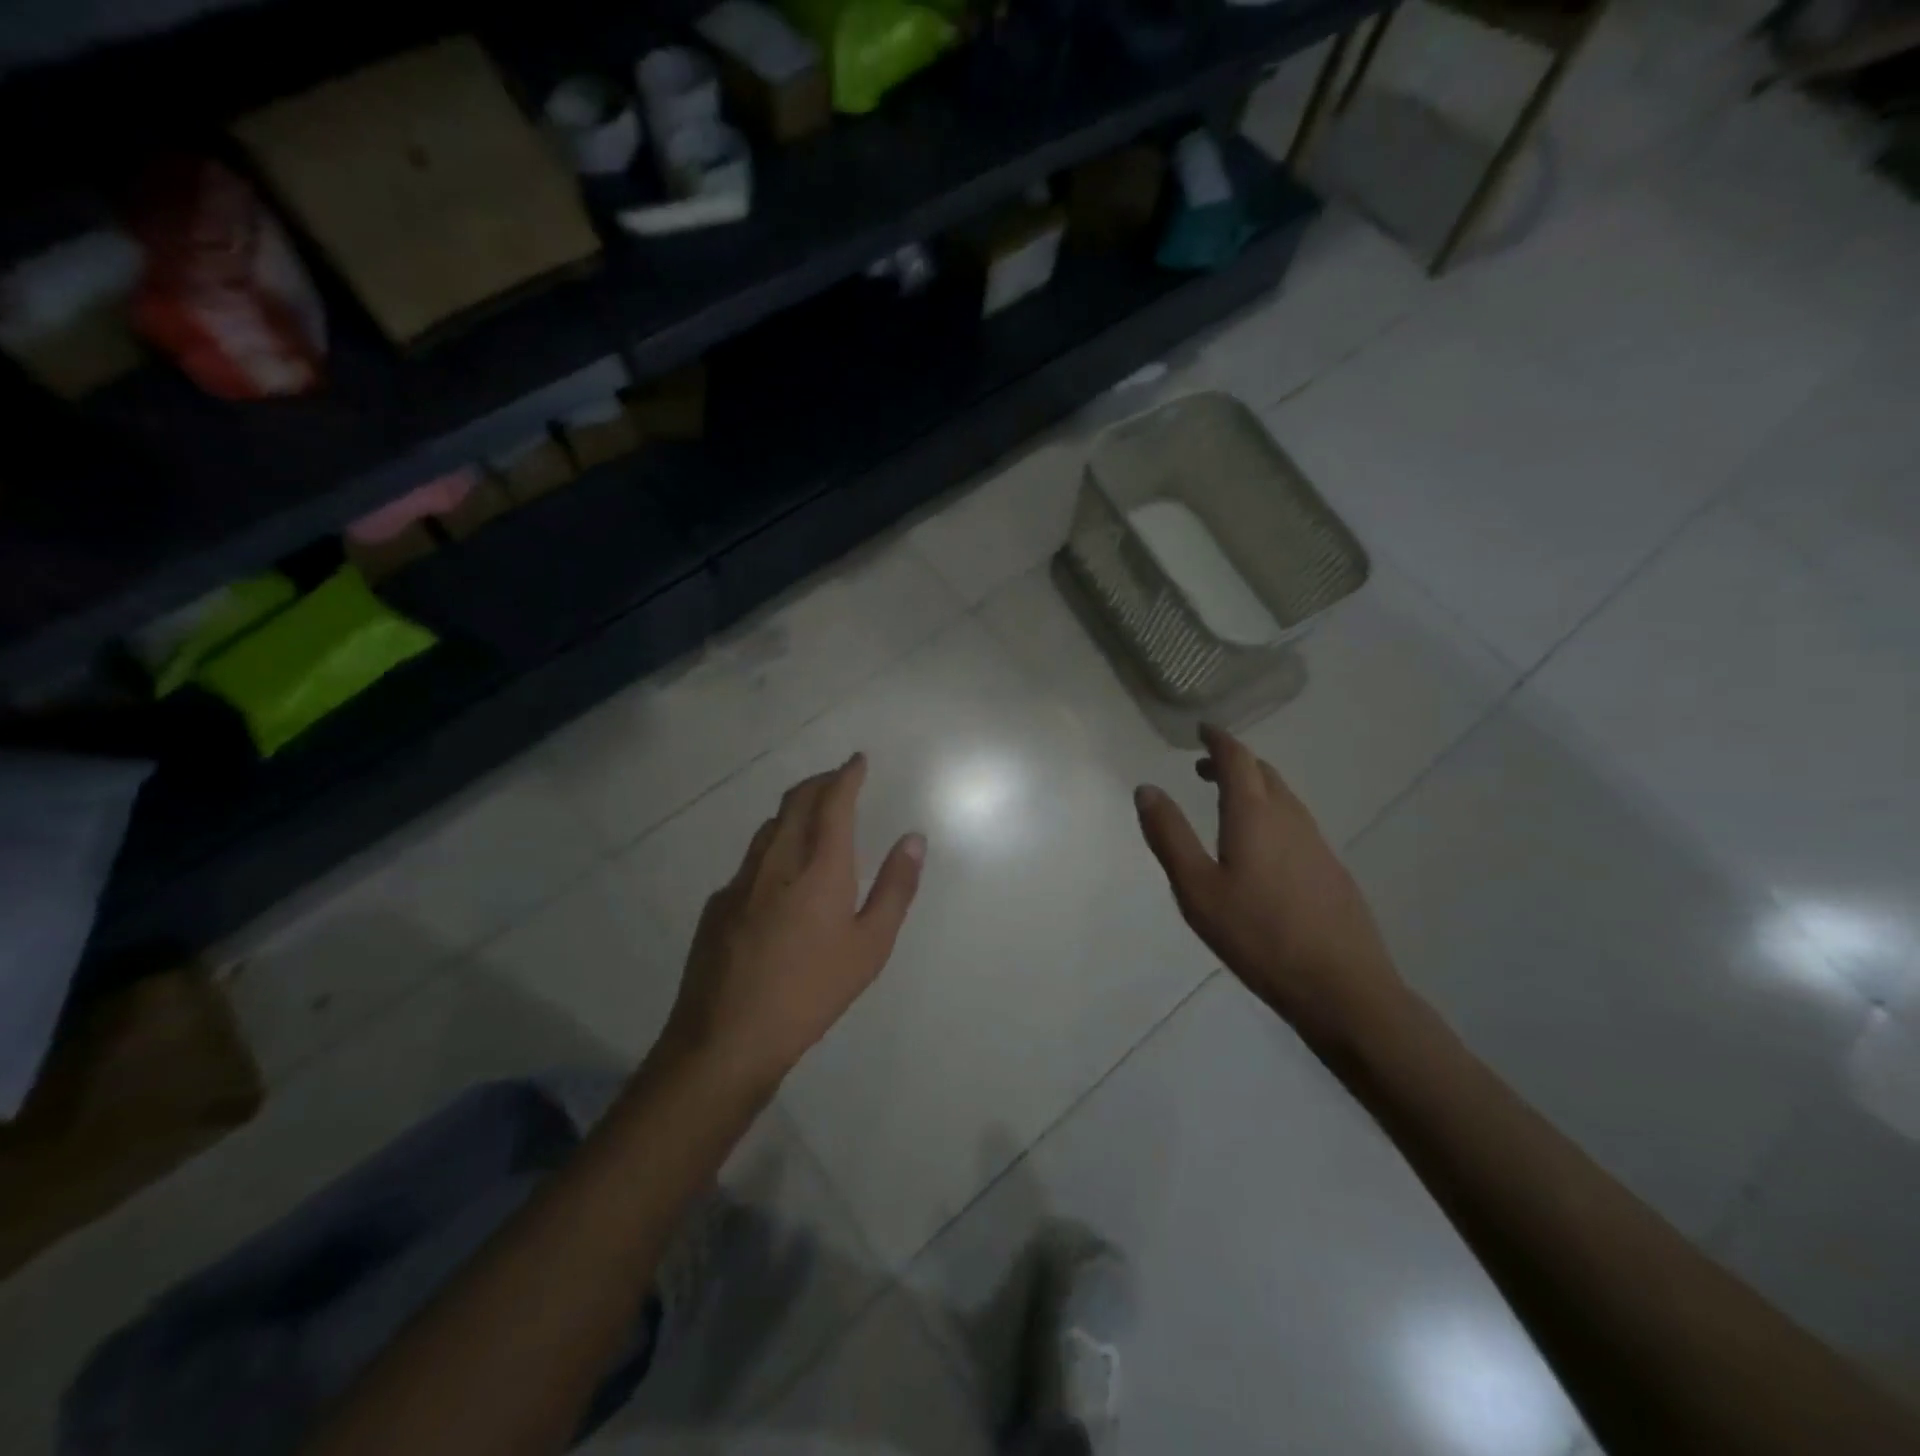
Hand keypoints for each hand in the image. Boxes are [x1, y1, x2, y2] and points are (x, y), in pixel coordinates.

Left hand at [663, 753, 924, 1090]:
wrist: (728, 1036)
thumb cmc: (812, 991)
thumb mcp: (871, 945)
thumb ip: (895, 887)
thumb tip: (913, 839)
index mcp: (819, 866)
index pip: (833, 801)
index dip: (846, 775)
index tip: (858, 761)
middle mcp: (776, 860)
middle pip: (796, 802)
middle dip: (820, 782)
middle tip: (838, 778)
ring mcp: (740, 881)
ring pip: (769, 827)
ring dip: (794, 810)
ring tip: (813, 815)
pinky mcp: (718, 904)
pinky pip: (751, 860)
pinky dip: (773, 846)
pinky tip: (780, 875)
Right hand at [1134, 725, 1403, 1046]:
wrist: (1340, 985)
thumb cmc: (1257, 935)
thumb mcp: (1196, 888)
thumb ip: (1169, 836)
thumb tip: (1147, 789)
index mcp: (1254, 815)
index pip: (1237, 759)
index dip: (1219, 740)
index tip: (1202, 730)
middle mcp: (1289, 818)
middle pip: (1263, 773)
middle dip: (1234, 762)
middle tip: (1206, 768)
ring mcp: (1316, 843)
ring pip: (1283, 798)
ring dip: (1254, 787)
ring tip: (1229, 801)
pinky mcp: (1331, 869)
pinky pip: (1296, 823)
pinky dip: (1271, 814)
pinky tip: (1262, 846)